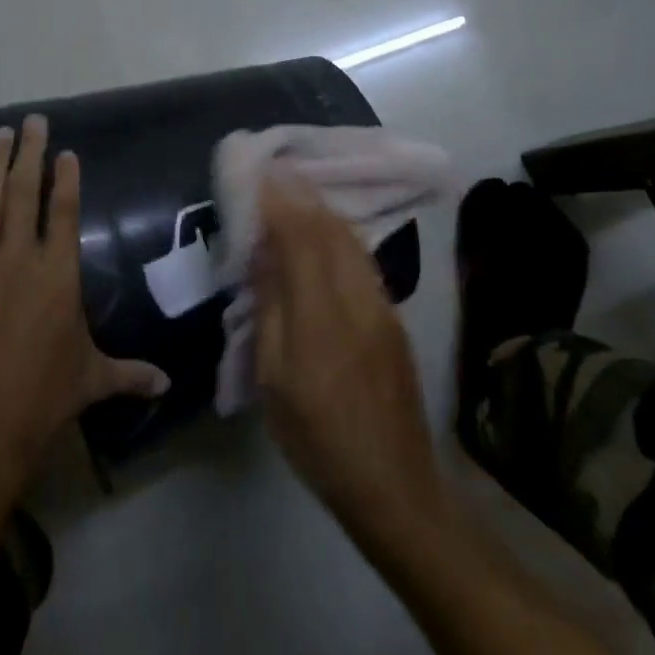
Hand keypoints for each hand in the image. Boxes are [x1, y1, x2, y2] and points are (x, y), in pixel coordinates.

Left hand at [0, 116, 169, 496]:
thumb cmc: (42, 400)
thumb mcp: (92, 381)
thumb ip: (131, 374)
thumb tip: (168, 384)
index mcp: (57, 275)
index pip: (62, 212)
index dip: (65, 178)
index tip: (64, 151)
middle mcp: (16, 261)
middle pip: (22, 194)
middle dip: (28, 154)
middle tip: (32, 122)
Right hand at [252, 168, 445, 546]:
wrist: (394, 485)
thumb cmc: (318, 438)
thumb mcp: (275, 380)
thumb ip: (271, 310)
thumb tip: (264, 254)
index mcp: (321, 316)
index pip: (300, 237)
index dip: (280, 201)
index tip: (260, 171)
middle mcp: (358, 299)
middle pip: (331, 229)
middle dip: (301, 194)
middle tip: (275, 169)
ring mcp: (383, 306)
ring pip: (351, 240)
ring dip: (322, 209)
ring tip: (296, 191)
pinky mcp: (393, 319)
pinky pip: (362, 259)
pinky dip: (338, 234)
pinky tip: (325, 233)